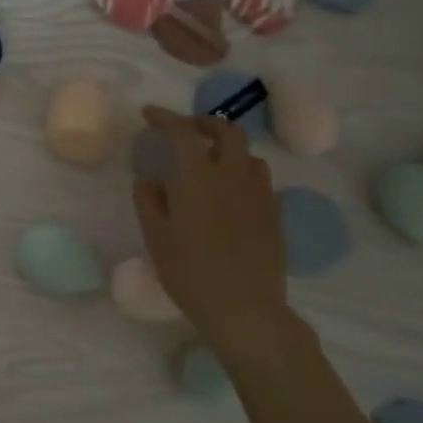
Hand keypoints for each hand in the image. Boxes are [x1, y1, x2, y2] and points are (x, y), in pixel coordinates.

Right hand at [134, 106, 287, 332]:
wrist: (244, 308)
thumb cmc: (189, 272)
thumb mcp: (156, 237)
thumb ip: (149, 201)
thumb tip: (150, 180)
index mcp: (198, 176)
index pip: (181, 132)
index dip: (164, 117)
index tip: (148, 114)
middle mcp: (232, 174)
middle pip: (226, 130)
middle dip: (203, 123)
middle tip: (185, 130)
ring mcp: (259, 192)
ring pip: (247, 153)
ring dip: (226, 147)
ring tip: (209, 160)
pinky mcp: (274, 212)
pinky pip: (258, 178)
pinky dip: (241, 172)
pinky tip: (229, 192)